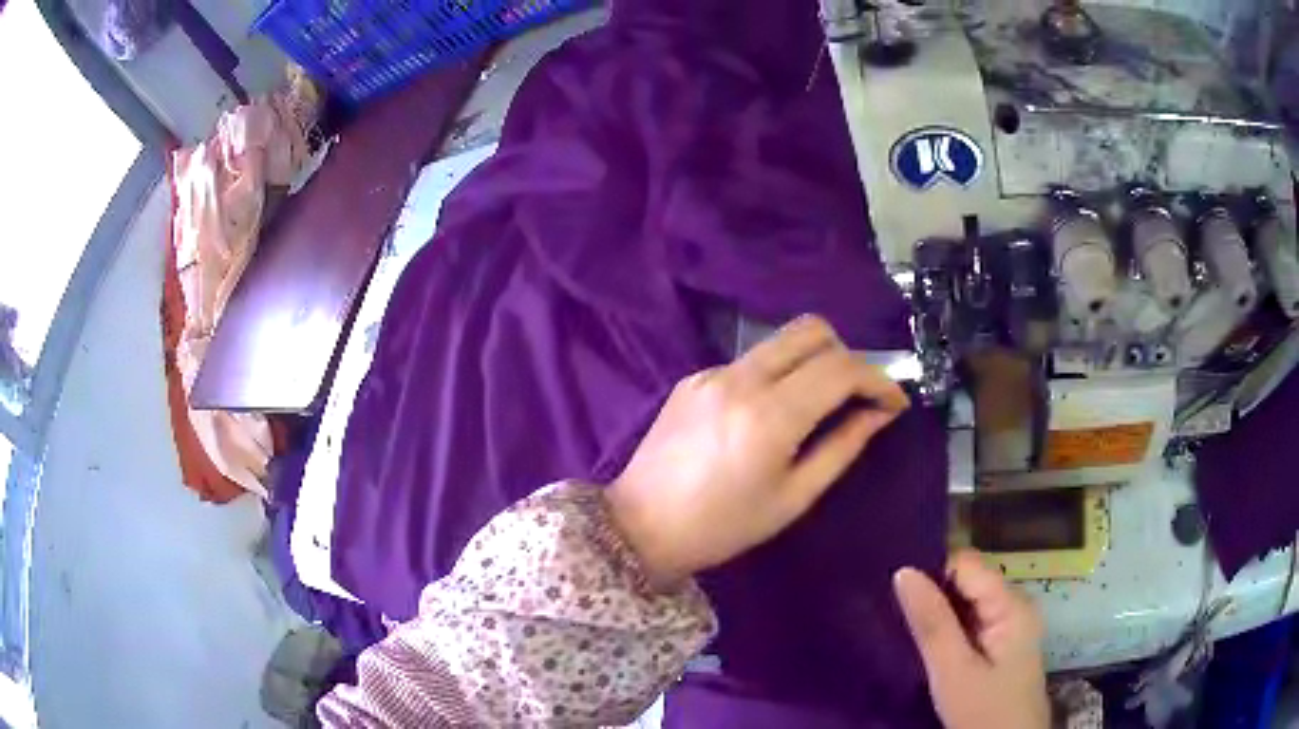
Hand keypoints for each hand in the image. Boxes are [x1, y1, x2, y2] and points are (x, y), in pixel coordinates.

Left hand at [605, 315, 909, 586]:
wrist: (641, 526)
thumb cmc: (723, 526)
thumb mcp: (794, 497)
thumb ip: (843, 447)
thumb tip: (878, 413)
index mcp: (770, 415)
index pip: (841, 368)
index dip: (879, 379)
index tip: (895, 403)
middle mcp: (741, 378)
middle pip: (812, 330)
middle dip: (848, 356)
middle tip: (857, 397)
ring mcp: (712, 372)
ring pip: (781, 340)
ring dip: (813, 361)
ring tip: (820, 405)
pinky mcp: (693, 377)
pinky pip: (750, 361)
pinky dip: (776, 376)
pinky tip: (769, 415)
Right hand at [894, 551, 1049, 728]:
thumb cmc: (984, 712)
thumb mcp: (953, 671)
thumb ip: (932, 622)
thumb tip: (904, 571)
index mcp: (1011, 604)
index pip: (966, 563)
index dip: (931, 572)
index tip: (894, 593)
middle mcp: (1014, 605)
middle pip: (967, 581)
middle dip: (932, 594)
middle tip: (893, 615)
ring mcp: (1009, 625)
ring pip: (966, 603)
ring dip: (937, 614)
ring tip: (902, 628)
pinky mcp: (1001, 644)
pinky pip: (970, 623)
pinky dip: (947, 630)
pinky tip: (925, 645)